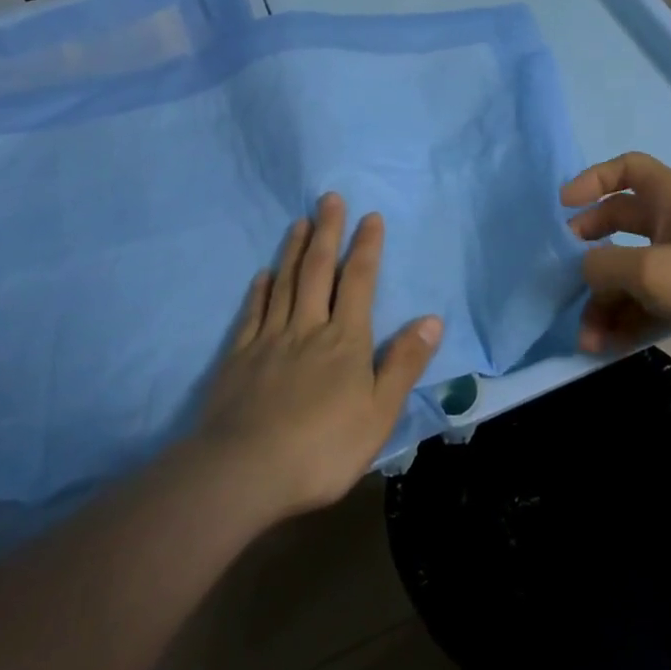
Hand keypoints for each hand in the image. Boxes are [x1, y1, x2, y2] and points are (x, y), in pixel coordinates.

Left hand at [195, 194, 441, 518]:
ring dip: (294, 251)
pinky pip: (252, 314)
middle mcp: (308, 328)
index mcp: (345, 340)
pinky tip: (263, 275)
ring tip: (300, 221)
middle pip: (319, 271)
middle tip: (329, 198)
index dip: (366, 248)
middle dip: (328, 232)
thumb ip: (404, 364)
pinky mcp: (239, 358)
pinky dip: (260, 290)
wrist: (245, 472)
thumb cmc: (323, 448)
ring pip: (285, 284)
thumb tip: (432, 320)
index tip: (370, 217)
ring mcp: (269, 340)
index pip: (360, 282)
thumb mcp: (380, 413)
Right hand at [563, 151, 670, 396]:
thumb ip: (604, 265)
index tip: (564, 206)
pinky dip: (626, 318)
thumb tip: (585, 270)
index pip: (627, 168)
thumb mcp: (649, 271)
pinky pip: (648, 300)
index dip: (593, 180)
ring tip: (586, 335)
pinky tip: (605, 345)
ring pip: (631, 270)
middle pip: (621, 222)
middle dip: (591, 248)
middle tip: (566, 271)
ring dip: (605, 300)